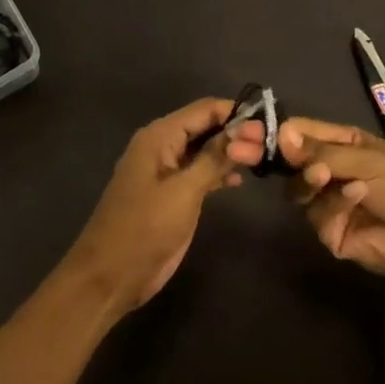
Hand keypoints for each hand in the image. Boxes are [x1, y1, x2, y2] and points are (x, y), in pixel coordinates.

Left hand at [64, 98, 265, 316]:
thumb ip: (213, 159)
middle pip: (203, 126)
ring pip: (203, 150)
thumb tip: (244, 130)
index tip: (269, 123)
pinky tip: (240, 180)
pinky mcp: (170, 194)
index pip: (203, 110)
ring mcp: (165, 171)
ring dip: (229, 152)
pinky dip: (218, 172)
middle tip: (272, 142)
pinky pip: (198, 171)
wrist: (112, 273)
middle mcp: (162, 146)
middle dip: (235, 131)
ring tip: (264, 158)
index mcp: (159, 136)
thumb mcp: (184, 191)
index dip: (235, 112)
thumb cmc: (145, 228)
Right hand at [278, 118, 384, 282]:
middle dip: (284, 159)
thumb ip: (320, 151)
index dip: (280, 133)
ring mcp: (331, 204)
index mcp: (343, 145)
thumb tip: (280, 135)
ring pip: (299, 191)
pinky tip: (359, 196)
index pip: (302, 134)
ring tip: (326, 176)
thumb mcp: (366, 158)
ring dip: (313, 181)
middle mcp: (332, 172)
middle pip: (292, 164)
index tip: (256, 132)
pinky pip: (319, 216)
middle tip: (263, 154)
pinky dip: (336, 204)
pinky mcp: (333, 234)